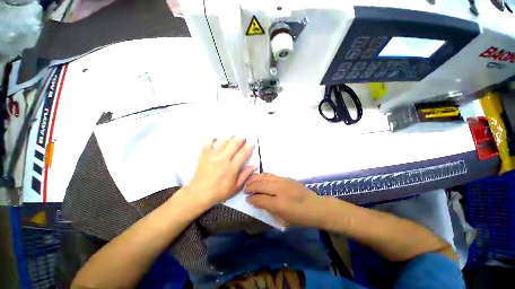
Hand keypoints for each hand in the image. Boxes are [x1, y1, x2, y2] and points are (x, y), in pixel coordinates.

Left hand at [184, 137, 255, 208]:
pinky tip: (216, 139)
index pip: (242, 154)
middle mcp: (222, 159)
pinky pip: (208, 143)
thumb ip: (245, 175)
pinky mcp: (204, 155)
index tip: (251, 144)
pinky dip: (213, 139)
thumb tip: (254, 166)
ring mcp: (212, 156)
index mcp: (231, 168)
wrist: (198, 194)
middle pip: (233, 144)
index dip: (248, 147)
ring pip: (223, 141)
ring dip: (230, 138)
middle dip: (240, 139)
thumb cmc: (219, 192)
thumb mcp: (235, 187)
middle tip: (243, 139)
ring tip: (233, 138)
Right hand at [245, 174, 327, 227]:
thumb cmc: (300, 218)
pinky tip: (259, 178)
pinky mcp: (287, 178)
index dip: (251, 199)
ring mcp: (284, 182)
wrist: (316, 207)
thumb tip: (256, 202)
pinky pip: (271, 175)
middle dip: (250, 186)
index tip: (246, 199)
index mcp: (279, 204)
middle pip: (260, 184)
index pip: (260, 199)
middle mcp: (280, 190)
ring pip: (265, 177)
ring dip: (255, 179)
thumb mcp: (283, 221)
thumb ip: (268, 210)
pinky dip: (263, 176)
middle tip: (245, 190)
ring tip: (249, 182)